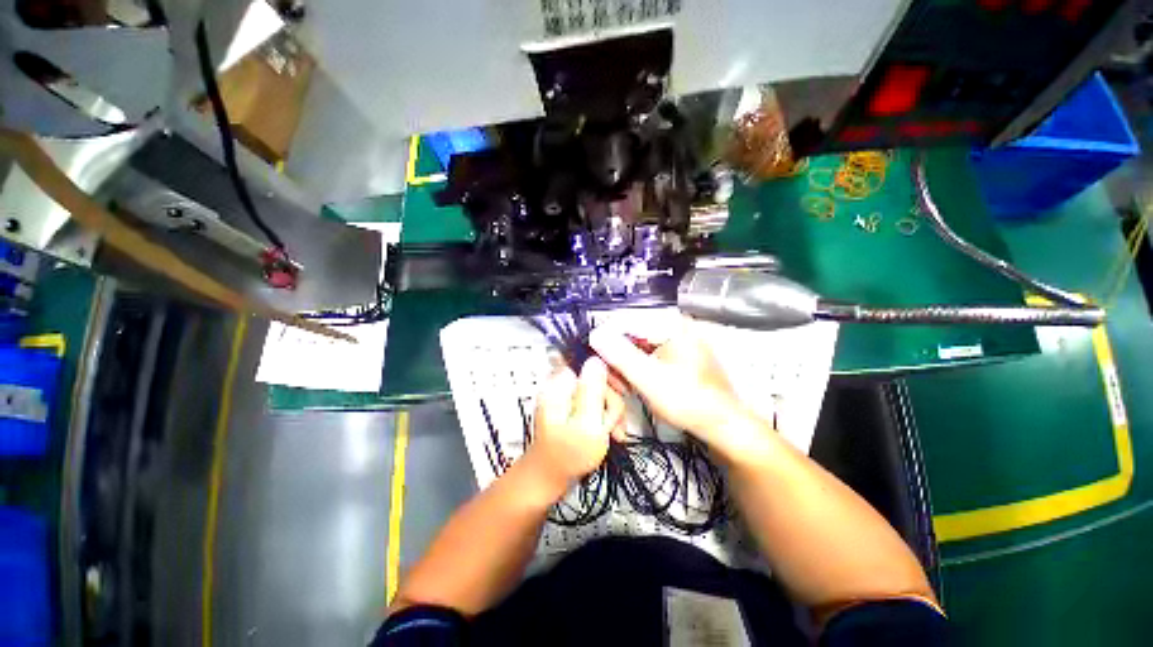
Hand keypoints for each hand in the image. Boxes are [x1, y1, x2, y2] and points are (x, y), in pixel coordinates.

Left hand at [525, 357, 615, 489]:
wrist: (549, 480)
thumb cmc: (567, 455)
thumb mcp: (585, 423)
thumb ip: (592, 391)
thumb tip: (596, 358)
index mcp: (560, 385)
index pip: (589, 364)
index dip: (608, 377)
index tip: (621, 395)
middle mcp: (562, 386)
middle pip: (597, 379)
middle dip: (611, 402)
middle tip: (613, 425)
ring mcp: (568, 398)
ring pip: (600, 393)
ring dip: (611, 413)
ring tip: (613, 433)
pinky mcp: (574, 408)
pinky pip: (596, 405)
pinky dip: (605, 418)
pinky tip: (612, 433)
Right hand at [589, 319, 771, 461]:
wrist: (722, 424)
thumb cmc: (690, 402)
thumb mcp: (649, 379)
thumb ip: (621, 355)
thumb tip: (595, 335)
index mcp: (670, 323)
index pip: (623, 320)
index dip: (604, 340)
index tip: (595, 361)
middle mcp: (671, 324)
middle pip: (628, 332)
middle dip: (616, 357)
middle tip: (613, 381)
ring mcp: (673, 338)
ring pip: (634, 344)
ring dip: (624, 365)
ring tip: (623, 387)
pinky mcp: (673, 352)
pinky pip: (644, 353)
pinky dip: (635, 368)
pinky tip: (633, 384)